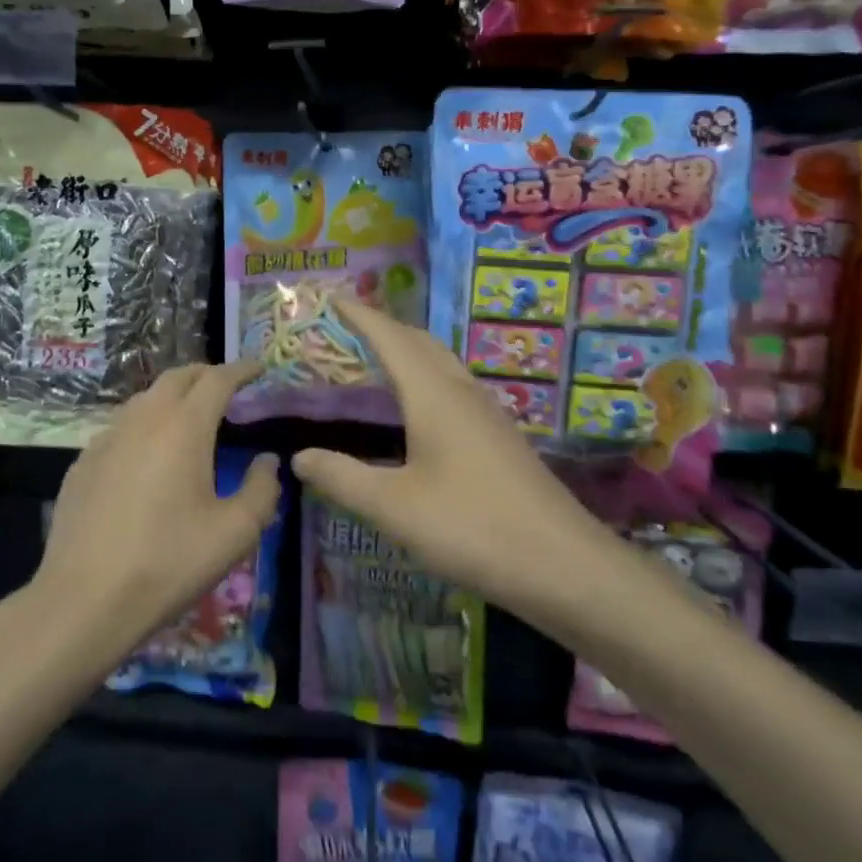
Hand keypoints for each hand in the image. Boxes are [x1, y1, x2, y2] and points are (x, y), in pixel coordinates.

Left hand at [35, 363, 282, 667]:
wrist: (86, 598)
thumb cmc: (170, 562)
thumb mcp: (236, 532)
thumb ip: (262, 489)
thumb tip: (266, 461)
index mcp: (184, 427)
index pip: (217, 380)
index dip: (241, 370)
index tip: (258, 368)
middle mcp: (143, 420)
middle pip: (177, 377)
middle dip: (206, 374)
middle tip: (227, 387)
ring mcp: (106, 439)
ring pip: (144, 399)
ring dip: (172, 396)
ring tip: (189, 416)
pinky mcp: (83, 463)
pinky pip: (120, 427)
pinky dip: (144, 424)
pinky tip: (147, 453)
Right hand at [291, 300, 603, 611]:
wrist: (562, 564)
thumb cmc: (471, 527)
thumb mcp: (393, 507)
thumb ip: (343, 478)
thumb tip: (299, 457)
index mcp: (434, 396)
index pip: (391, 339)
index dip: (360, 316)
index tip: (332, 297)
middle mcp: (462, 393)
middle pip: (420, 343)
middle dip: (384, 327)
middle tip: (346, 328)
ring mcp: (488, 414)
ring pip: (442, 365)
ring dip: (408, 352)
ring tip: (375, 360)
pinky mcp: (499, 438)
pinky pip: (454, 388)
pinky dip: (425, 379)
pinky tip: (417, 410)